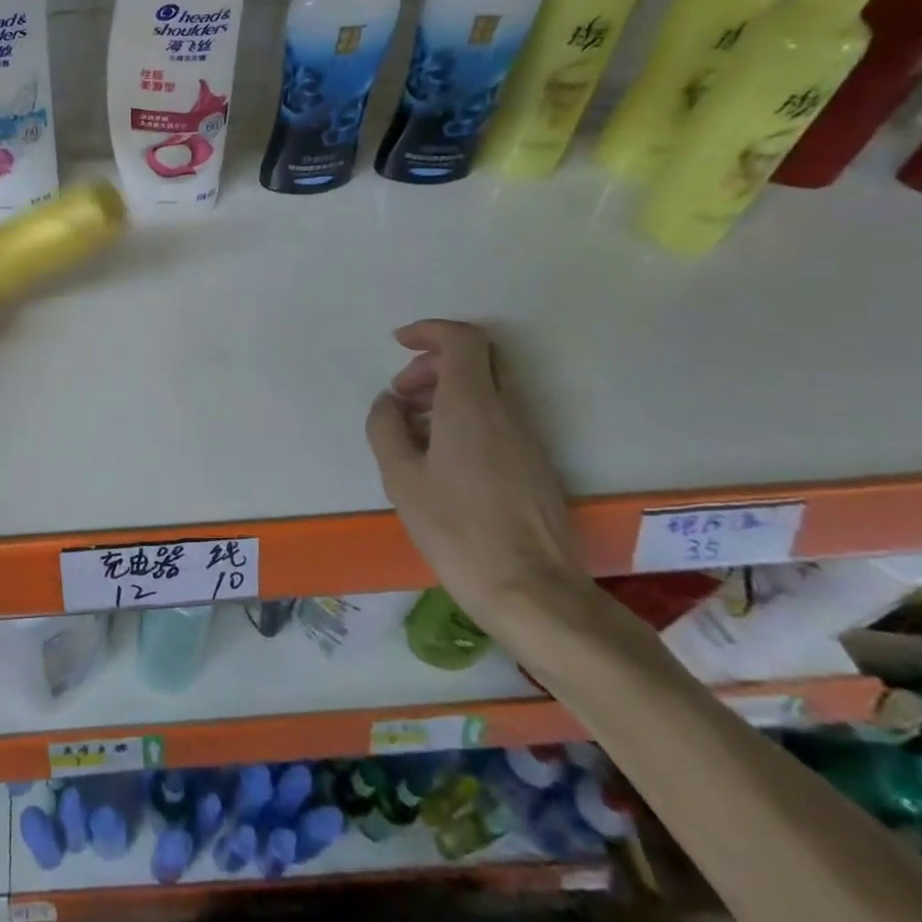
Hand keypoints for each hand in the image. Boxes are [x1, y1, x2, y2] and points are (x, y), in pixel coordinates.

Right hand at [364, 320, 589, 636]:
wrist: (532, 591)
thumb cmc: (457, 529)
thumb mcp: (401, 477)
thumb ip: (386, 427)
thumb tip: (389, 403)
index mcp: (472, 406)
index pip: (462, 340)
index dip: (430, 331)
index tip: (400, 343)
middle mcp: (506, 412)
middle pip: (476, 361)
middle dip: (433, 364)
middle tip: (401, 394)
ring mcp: (527, 438)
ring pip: (487, 391)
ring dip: (446, 394)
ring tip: (412, 429)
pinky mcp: (535, 465)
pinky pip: (497, 419)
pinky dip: (465, 418)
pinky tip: (440, 457)